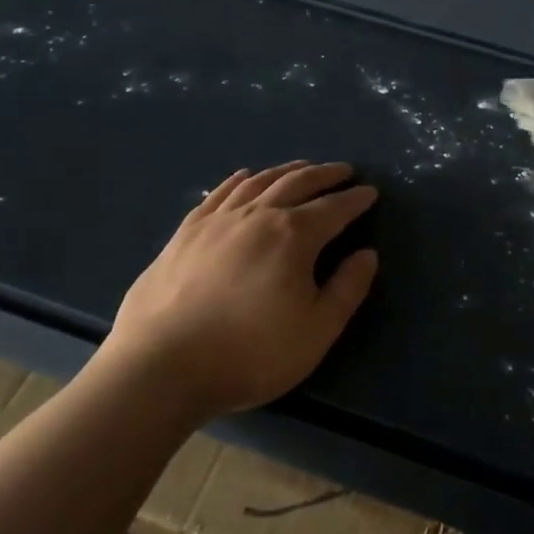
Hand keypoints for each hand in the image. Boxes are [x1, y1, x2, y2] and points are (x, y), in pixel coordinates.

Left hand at [101, 161, 379, 421]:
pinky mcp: (185, 233)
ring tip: (302, 168)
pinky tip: (245, 177)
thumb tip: (367, 255)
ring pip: (258, 182)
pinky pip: (219, 194)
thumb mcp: (316, 331)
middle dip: (325, 175)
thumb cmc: (251, 353)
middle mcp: (257, 216)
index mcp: (293, 236)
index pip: (334, 209)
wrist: (162, 366)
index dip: (355, 200)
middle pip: (297, 184)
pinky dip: (239, 180)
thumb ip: (347, 289)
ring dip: (286, 171)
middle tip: (343, 171)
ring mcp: (216, 221)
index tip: (371, 192)